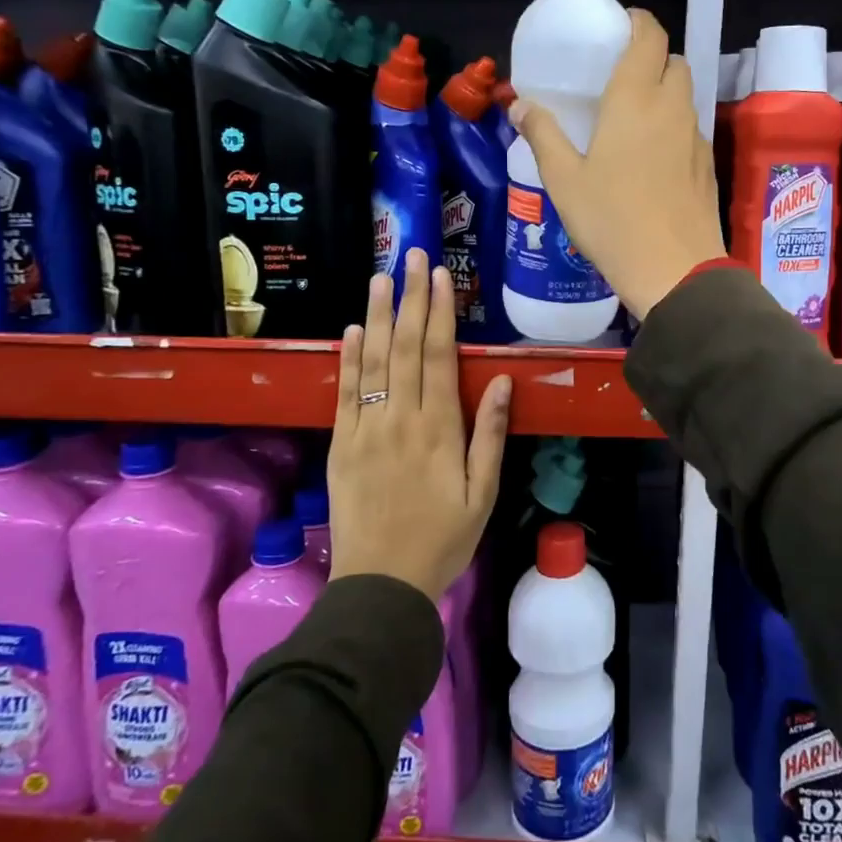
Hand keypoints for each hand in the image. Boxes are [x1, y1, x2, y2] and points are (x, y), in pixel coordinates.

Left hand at [328, 249, 512, 601]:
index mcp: (438, 429)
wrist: (381, 585)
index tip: (441, 276)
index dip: (440, 312)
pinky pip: (343, 393)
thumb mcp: (483, 493)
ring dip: (376, 316)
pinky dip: (346, 359)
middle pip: (404, 347)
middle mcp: (399, 419)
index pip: (439, 356)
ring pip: (371, 361)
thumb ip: (490, 434)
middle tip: (412, 257)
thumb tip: (501, 381)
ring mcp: (365, 430)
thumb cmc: (443, 539)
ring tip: (381, 278)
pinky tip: (351, 331)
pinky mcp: (341, 445)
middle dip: (410, 298)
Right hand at [510, 8, 725, 318]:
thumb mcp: (564, 180)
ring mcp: (695, 137)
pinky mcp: (707, 166)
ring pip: (686, 96)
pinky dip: (674, 127)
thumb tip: (521, 105)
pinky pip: (691, 129)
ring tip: (633, 119)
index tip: (617, 28)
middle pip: (673, 61)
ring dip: (664, 93)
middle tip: (620, 78)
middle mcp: (672, 107)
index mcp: (635, 99)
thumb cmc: (611, 221)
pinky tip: (652, 158)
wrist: (674, 270)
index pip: (650, 35)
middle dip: (651, 58)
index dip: (637, 22)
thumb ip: (543, 135)